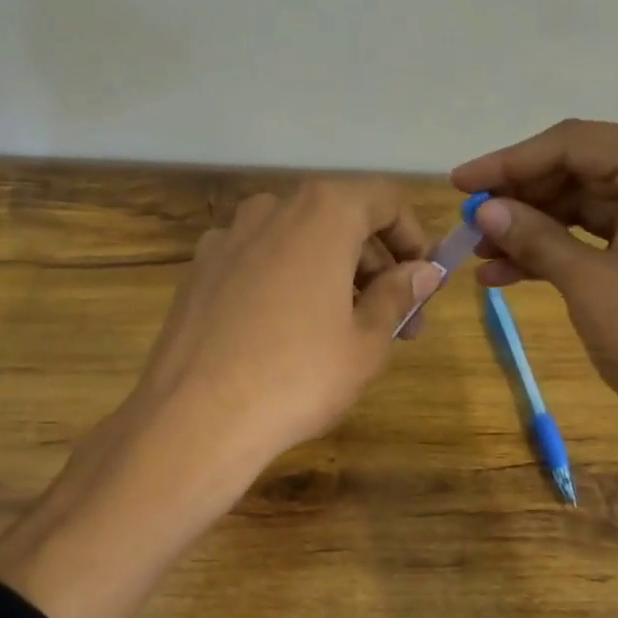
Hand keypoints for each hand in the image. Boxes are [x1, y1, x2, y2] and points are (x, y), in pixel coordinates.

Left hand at [122, 178, 440, 479]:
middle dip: (375, 265)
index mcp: (322, 213)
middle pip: (339, 219)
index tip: (423, 280)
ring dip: (331, 273)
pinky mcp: (198, 271)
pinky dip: (285, 282)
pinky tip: (285, 333)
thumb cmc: (298, 376)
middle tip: (396, 321)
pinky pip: (258, 263)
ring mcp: (227, 238)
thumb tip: (422, 271)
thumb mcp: (367, 341)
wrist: (194, 418)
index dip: (412, 236)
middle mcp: (271, 209)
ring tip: (343, 330)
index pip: (384, 199)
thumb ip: (398, 294)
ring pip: (297, 241)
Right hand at [452, 120, 617, 471]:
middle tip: (467, 221)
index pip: (573, 144)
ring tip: (477, 254)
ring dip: (528, 228)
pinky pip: (592, 240)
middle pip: (576, 171)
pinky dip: (550, 253)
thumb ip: (534, 237)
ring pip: (580, 208)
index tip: (459, 183)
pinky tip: (503, 275)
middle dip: (519, 198)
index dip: (510, 162)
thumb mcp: (588, 283)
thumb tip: (482, 209)